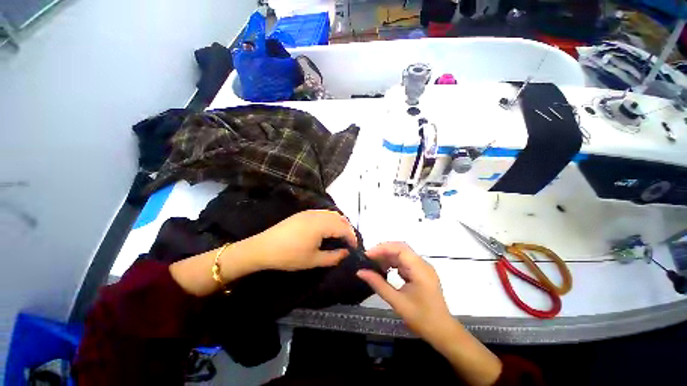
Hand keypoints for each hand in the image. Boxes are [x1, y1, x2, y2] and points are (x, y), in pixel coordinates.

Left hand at [244, 210, 356, 271]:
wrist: (263, 248)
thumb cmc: (289, 256)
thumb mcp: (313, 260)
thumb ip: (333, 257)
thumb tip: (346, 253)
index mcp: (321, 225)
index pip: (343, 228)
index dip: (352, 238)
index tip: (354, 248)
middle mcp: (318, 214)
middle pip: (340, 218)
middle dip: (348, 229)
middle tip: (349, 242)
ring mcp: (310, 212)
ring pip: (332, 214)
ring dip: (339, 223)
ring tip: (340, 236)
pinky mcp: (303, 213)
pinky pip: (323, 213)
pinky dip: (330, 220)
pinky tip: (327, 229)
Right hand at [356, 242, 453, 340]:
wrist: (443, 332)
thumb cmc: (422, 319)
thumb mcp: (397, 302)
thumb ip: (378, 284)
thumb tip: (360, 272)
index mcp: (420, 269)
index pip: (400, 249)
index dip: (382, 249)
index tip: (367, 255)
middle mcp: (422, 264)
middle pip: (401, 248)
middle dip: (383, 250)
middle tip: (368, 258)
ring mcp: (422, 267)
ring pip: (402, 254)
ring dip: (387, 256)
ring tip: (373, 264)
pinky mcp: (421, 272)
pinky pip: (405, 261)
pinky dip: (393, 263)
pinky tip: (384, 270)